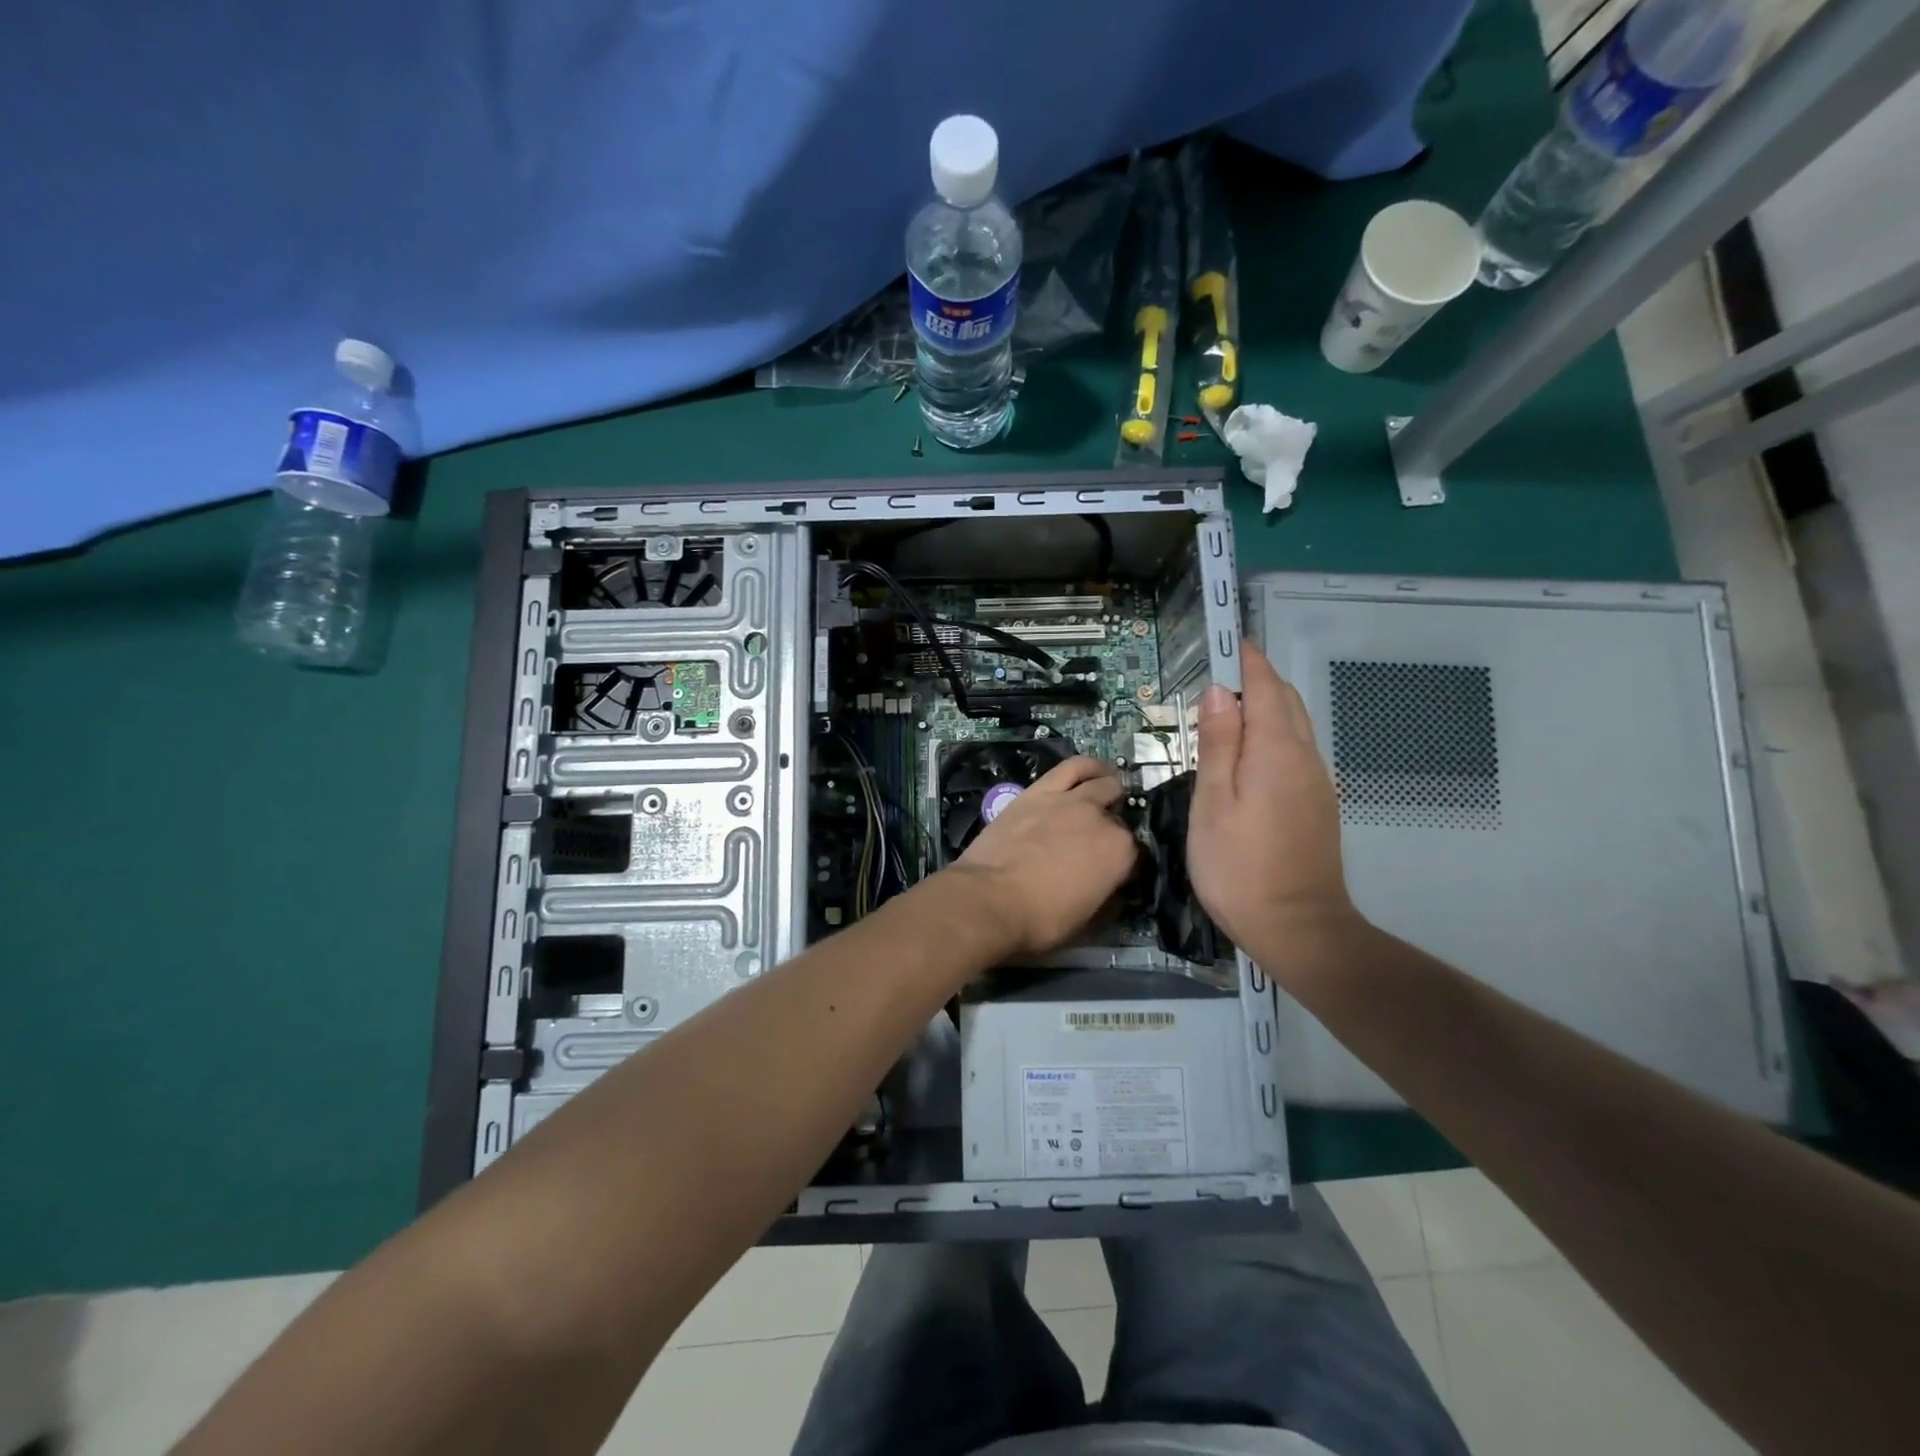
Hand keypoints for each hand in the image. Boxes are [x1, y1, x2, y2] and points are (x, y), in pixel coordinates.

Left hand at [948, 755, 1138, 959]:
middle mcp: (1102, 819)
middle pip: (1119, 815)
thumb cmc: (1041, 920)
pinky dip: (1088, 767)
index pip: (1138, 854)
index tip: (1118, 877)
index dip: (1129, 866)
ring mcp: (1071, 800)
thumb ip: (1109, 900)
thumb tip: (1114, 891)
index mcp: (1121, 853)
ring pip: (1103, 782)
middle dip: (1116, 827)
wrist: (990, 899)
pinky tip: (1091, 771)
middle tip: (1101, 841)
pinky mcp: (1041, 790)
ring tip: (1108, 792)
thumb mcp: (1089, 923)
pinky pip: (1072, 767)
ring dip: (1110, 788)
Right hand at [1189, 649, 1360, 958]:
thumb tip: (1220, 692)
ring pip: (1295, 727)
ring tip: (1230, 709)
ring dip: (1267, 707)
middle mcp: (1305, 758)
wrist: (1298, 928)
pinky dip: (1275, 734)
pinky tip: (1251, 754)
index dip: (1248, 662)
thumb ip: (1219, 744)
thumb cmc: (1239, 866)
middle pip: (1287, 703)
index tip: (1229, 642)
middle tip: (1223, 674)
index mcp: (1277, 750)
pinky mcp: (1318, 806)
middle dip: (1259, 680)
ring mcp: (1317, 784)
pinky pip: (1297, 752)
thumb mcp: (1213, 802)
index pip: (1266, 688)